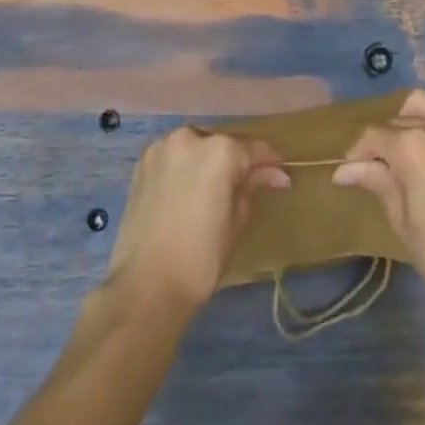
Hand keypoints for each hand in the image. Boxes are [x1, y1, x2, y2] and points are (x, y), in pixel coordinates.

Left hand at [104, 126, 289, 314]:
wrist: (145, 287)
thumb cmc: (201, 258)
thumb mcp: (236, 221)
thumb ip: (254, 187)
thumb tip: (276, 174)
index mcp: (219, 150)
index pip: (254, 149)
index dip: (270, 163)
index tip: (281, 176)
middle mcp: (190, 137)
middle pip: (223, 144)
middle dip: (237, 162)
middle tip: (247, 186)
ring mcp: (162, 147)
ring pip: (197, 148)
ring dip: (209, 162)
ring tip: (215, 190)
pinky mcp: (143, 163)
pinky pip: (174, 157)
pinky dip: (186, 168)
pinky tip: (189, 191)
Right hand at [333, 88, 424, 314]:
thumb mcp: (401, 219)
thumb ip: (377, 182)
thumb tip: (343, 170)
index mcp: (410, 147)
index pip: (374, 136)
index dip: (359, 153)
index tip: (353, 171)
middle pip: (400, 122)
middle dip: (385, 142)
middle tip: (382, 169)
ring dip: (414, 119)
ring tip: (411, 143)